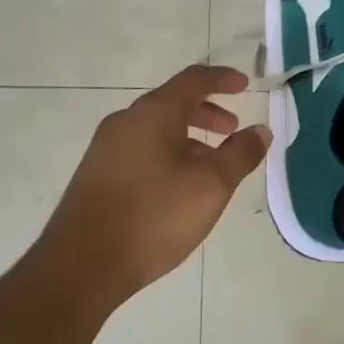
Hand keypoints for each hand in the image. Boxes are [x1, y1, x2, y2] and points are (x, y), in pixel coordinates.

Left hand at [40, 65, 270, 300]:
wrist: (82, 264)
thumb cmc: (154, 215)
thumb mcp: (211, 185)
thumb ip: (240, 154)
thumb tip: (261, 130)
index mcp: (153, 113)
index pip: (193, 80)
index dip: (222, 79)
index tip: (245, 85)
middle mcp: (125, 121)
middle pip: (172, 103)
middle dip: (207, 112)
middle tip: (232, 130)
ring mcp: (106, 148)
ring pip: (155, 129)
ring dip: (188, 137)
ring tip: (210, 165)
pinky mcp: (96, 175)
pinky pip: (140, 150)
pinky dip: (167, 154)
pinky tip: (177, 187)